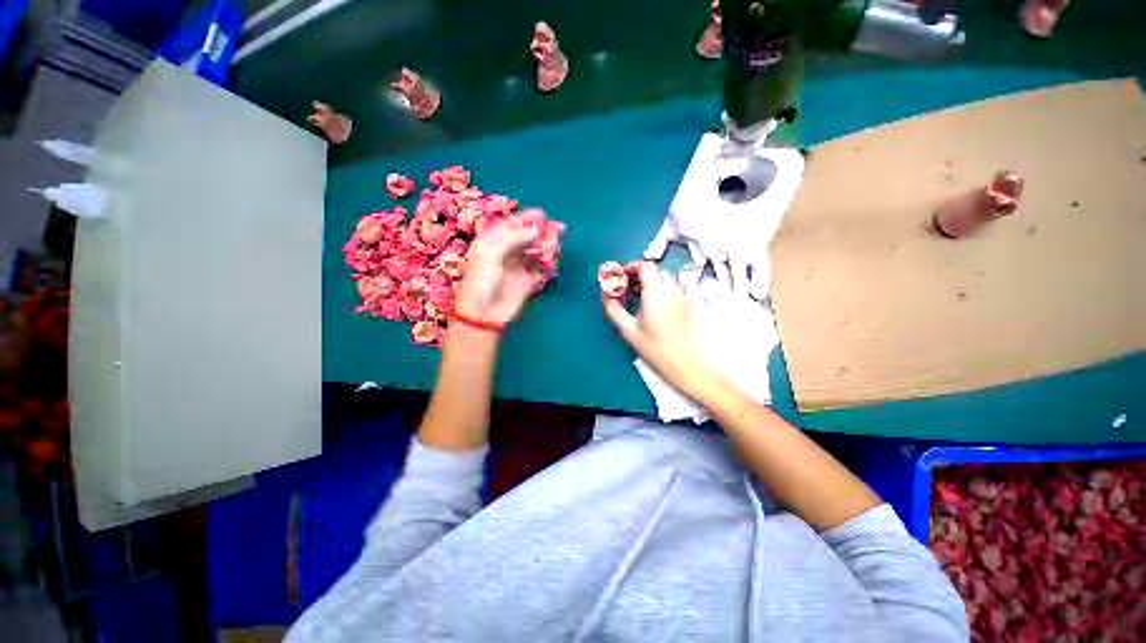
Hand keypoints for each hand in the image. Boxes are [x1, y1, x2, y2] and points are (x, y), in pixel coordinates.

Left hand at [453, 216, 546, 326]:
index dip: (526, 218)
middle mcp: (506, 253)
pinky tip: (553, 261)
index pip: (510, 226)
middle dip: (542, 232)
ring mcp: (518, 268)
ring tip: (556, 244)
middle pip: (527, 238)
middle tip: (560, 229)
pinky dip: (548, 264)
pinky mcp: (528, 282)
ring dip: (547, 247)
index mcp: (492, 243)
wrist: (484, 314)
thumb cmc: (481, 280)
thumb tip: (536, 230)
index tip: (542, 214)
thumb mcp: (491, 253)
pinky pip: (541, 270)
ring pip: (536, 252)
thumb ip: (514, 238)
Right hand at [602, 262, 718, 398]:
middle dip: (638, 274)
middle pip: (655, 271)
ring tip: (636, 296)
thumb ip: (614, 310)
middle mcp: (671, 290)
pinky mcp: (686, 304)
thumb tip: (605, 296)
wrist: (685, 364)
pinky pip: (670, 287)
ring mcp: (681, 297)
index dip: (631, 266)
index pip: (646, 267)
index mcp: (656, 294)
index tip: (620, 276)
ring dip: (648, 281)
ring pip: (663, 278)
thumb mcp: (629, 330)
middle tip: (625, 286)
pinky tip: (650, 305)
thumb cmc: (655, 349)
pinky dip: (658, 288)